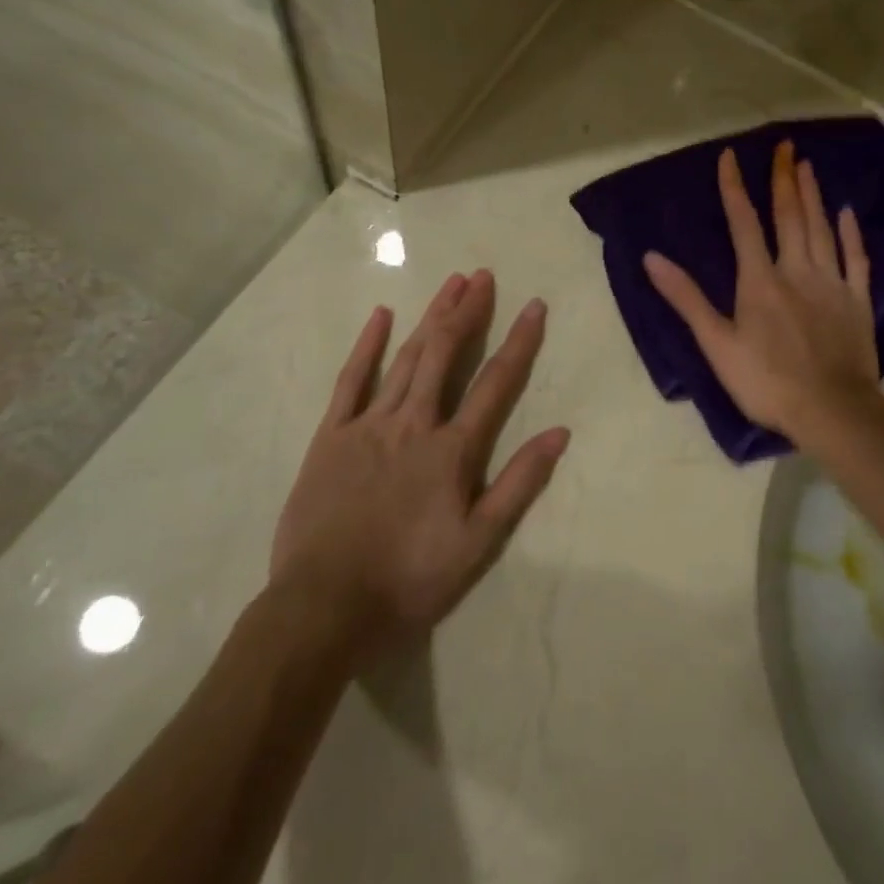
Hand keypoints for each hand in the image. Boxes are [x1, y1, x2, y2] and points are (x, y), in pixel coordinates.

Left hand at [267, 271, 568, 661]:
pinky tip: (381, 316)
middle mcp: (413, 424)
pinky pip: (350, 381)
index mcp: (452, 450)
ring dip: (430, 318)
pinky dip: (367, 346)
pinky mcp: (330, 436)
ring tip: (450, 284)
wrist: (324, 607)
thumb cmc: (408, 579)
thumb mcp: (477, 542)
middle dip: (467, 311)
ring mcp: (368, 425)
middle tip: (483, 276)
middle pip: (445, 355)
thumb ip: (519, 483)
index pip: (495, 383)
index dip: (519, 342)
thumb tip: (559, 433)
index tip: (534, 305)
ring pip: (406, 358)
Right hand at [644, 143, 881, 450]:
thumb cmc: (766, 381)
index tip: (730, 156)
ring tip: (808, 166)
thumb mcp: (717, 344)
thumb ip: (686, 299)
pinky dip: (850, 234)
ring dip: (813, 195)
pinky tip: (846, 213)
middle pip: (788, 216)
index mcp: (759, 280)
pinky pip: (856, 259)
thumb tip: (652, 258)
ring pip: (821, 228)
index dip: (734, 188)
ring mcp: (832, 283)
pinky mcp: (858, 300)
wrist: (832, 410)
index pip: (743, 223)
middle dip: (783, 178)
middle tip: (785, 145)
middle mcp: (796, 270)